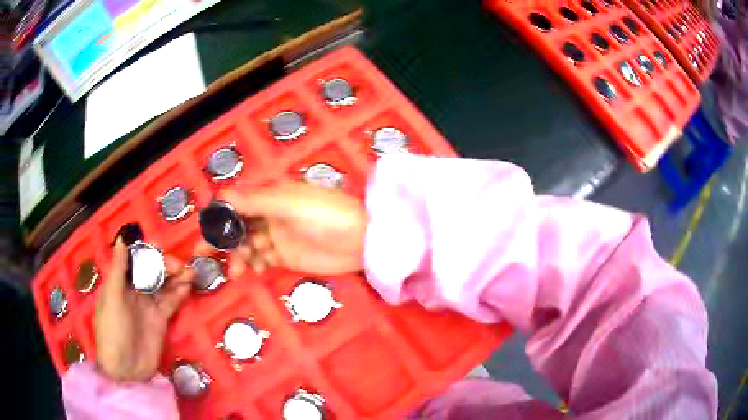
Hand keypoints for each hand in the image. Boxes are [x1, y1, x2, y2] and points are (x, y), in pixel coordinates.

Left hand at [95, 239, 191, 380]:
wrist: (126, 369)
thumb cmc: (112, 331)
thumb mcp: (112, 299)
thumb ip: (118, 269)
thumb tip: (121, 239)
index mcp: (120, 282)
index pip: (134, 260)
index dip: (146, 251)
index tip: (158, 245)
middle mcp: (134, 290)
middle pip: (152, 271)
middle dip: (165, 264)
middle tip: (179, 265)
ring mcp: (148, 305)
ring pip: (164, 284)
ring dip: (176, 277)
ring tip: (190, 272)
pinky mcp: (161, 319)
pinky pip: (171, 302)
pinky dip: (180, 293)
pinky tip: (188, 287)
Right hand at [197, 182, 367, 276]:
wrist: (361, 240)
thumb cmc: (326, 215)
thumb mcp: (289, 204)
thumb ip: (256, 201)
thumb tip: (223, 194)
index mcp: (272, 197)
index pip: (238, 204)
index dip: (220, 215)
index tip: (205, 228)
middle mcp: (271, 215)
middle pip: (238, 226)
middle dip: (220, 239)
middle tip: (200, 253)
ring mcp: (278, 236)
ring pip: (248, 245)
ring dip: (239, 256)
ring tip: (237, 269)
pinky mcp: (287, 256)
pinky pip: (263, 259)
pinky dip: (256, 264)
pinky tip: (258, 269)